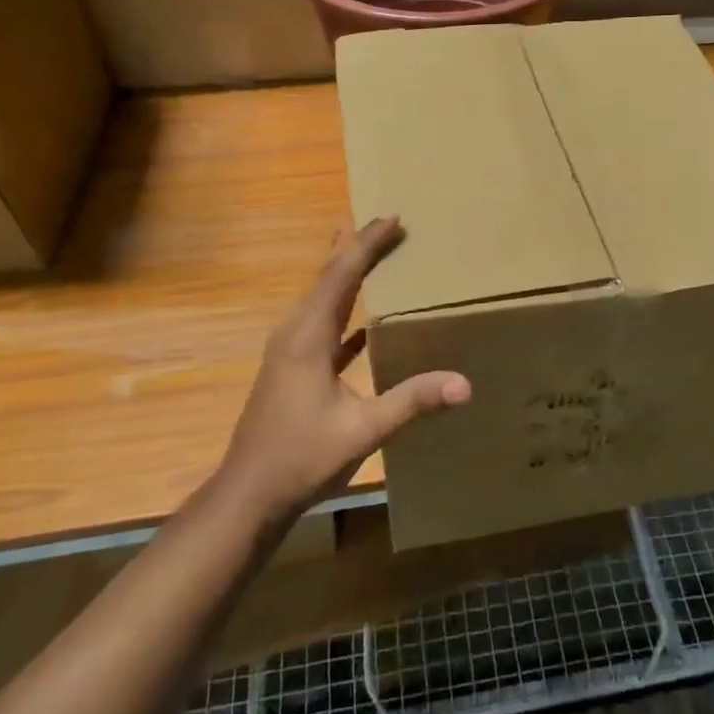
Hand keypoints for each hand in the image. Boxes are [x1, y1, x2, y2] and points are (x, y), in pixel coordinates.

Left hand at [221, 216, 469, 521]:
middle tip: (387, 224)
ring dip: (348, 275)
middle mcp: (295, 333)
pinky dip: (345, 312)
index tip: (392, 217)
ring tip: (374, 254)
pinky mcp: (293, 370)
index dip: (366, 244)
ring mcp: (291, 352)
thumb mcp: (363, 430)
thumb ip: (412, 402)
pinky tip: (365, 321)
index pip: (341, 275)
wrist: (249, 496)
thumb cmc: (301, 457)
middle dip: (356, 248)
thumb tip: (464, 384)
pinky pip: (324, 326)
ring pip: (323, 299)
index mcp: (308, 336)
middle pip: (329, 277)